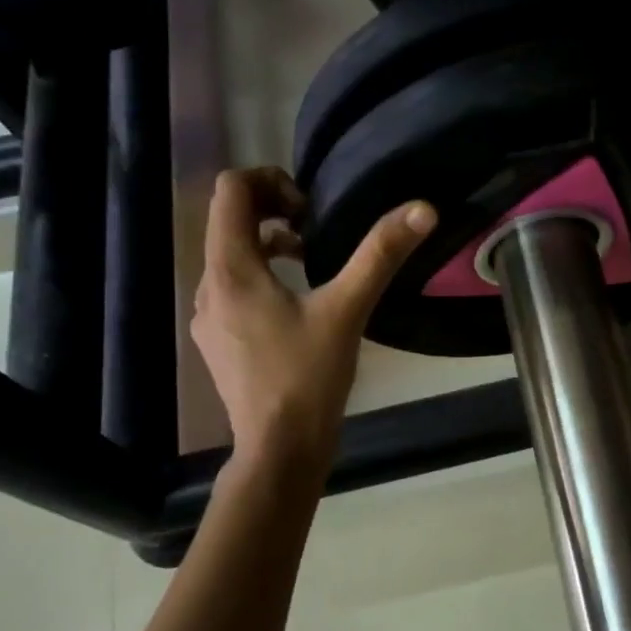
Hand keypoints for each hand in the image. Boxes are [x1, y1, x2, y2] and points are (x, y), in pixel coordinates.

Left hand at [192, 167, 435, 467]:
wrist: (279, 450)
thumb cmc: (308, 378)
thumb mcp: (347, 310)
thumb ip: (380, 255)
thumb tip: (422, 209)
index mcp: (231, 269)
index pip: (231, 190)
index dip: (270, 180)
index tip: (309, 207)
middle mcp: (208, 285)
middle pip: (228, 220)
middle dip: (271, 210)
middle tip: (314, 228)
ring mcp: (208, 316)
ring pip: (230, 255)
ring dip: (267, 243)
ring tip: (309, 260)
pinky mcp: (217, 340)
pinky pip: (232, 286)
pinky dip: (260, 276)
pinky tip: (295, 304)